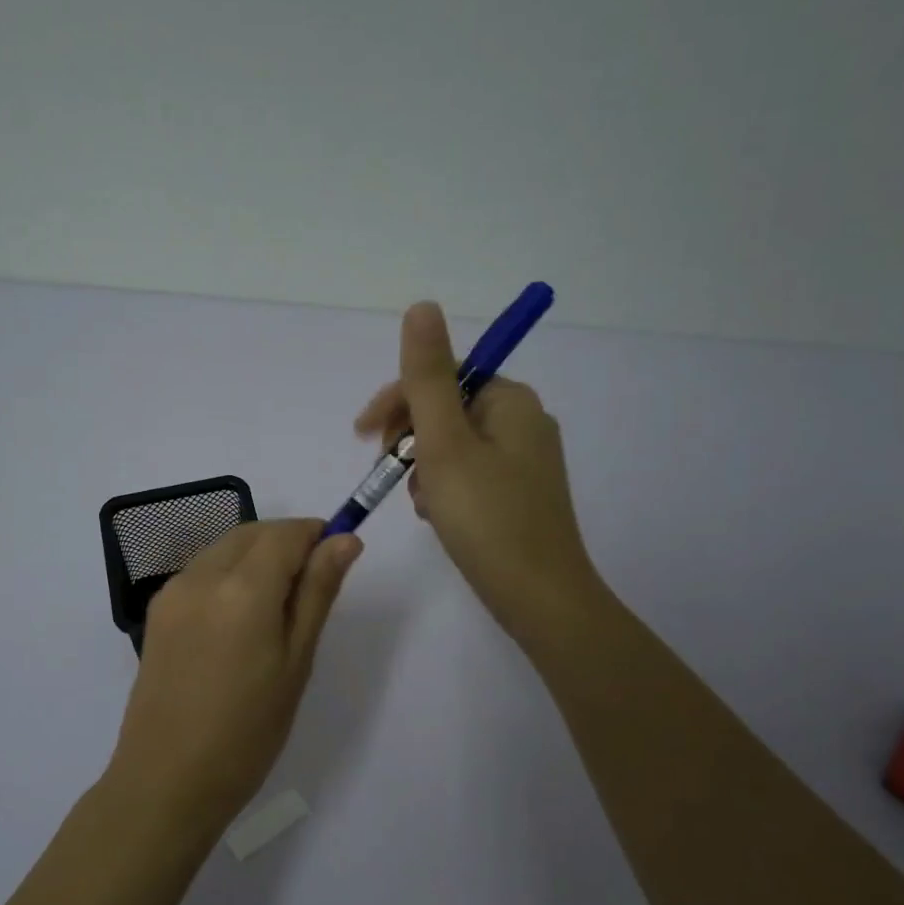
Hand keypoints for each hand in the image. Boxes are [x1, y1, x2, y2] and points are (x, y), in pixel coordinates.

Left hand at [107, 519, 360, 839]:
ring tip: (275, 611)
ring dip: (256, 557)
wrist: (167, 780)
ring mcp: (172, 592)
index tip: (336, 558)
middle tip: (310, 590)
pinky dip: (228, 575)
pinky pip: (201, 571)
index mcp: (242, 588)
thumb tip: (345, 539)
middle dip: (286, 544)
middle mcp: (201, 576)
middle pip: (253, 534)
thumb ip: (318, 592)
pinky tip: (239, 620)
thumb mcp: (296, 661)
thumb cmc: (248, 731)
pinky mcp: (157, 611)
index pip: (286, 533)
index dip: (316, 535)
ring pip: (225, 548)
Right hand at [355, 302, 606, 650]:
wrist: (539, 599)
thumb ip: (427, 377)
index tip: (363, 436)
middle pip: (447, 409)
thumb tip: (422, 305)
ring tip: (420, 502)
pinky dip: (443, 488)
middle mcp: (523, 422)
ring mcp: (523, 462)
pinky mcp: (518, 495)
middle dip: (410, 438)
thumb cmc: (487, 518)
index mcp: (511, 401)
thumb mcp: (446, 443)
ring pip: (453, 445)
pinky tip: (436, 516)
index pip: (443, 376)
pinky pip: (468, 474)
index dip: (398, 401)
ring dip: (424, 466)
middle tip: (392, 474)